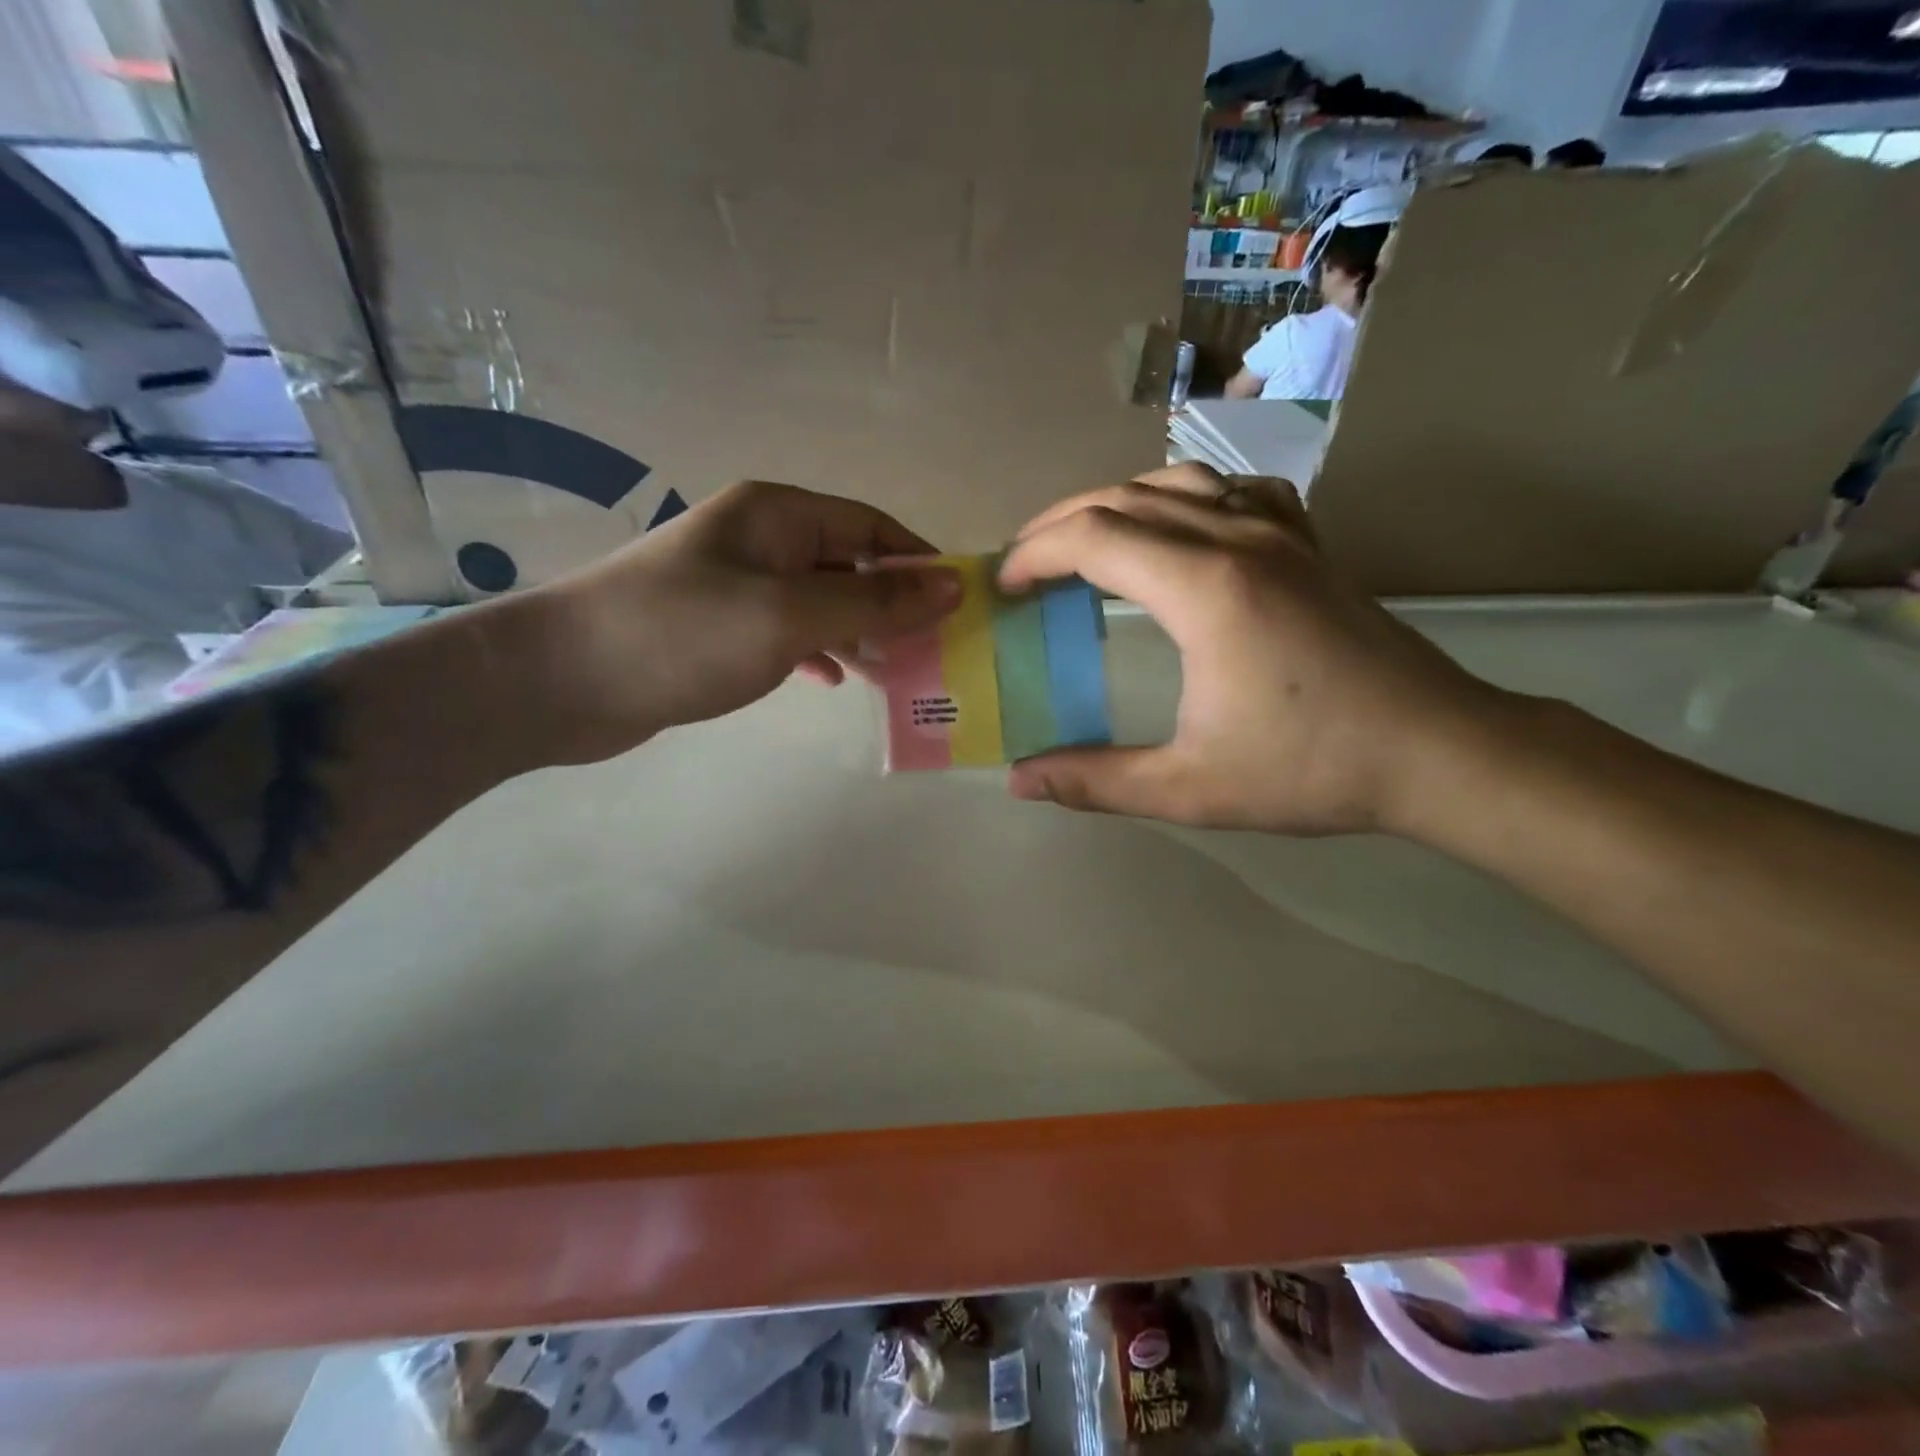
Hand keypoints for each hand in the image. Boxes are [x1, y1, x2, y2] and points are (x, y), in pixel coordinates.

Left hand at [526, 480, 957, 763]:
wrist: (562, 682)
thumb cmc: (683, 634)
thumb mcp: (790, 616)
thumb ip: (874, 603)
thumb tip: (952, 586)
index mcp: (777, 515)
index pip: (870, 527)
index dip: (919, 562)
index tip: (960, 606)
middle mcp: (759, 540)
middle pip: (848, 563)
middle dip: (893, 604)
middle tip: (936, 650)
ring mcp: (736, 585)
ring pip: (820, 601)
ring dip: (860, 632)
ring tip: (899, 671)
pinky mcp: (718, 628)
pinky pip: (788, 631)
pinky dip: (818, 651)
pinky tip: (835, 679)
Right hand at [998, 464, 1503, 835]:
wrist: (1438, 752)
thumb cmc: (1312, 769)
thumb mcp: (1189, 788)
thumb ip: (1095, 780)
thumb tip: (1019, 781)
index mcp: (1205, 589)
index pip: (1093, 538)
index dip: (1035, 554)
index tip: (1004, 586)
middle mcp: (1239, 540)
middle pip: (1125, 497)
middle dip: (1060, 523)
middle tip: (1024, 564)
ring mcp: (1281, 534)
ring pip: (1178, 482)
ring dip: (1117, 502)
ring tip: (1085, 542)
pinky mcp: (1309, 545)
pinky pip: (1235, 491)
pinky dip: (1187, 498)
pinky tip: (1180, 530)